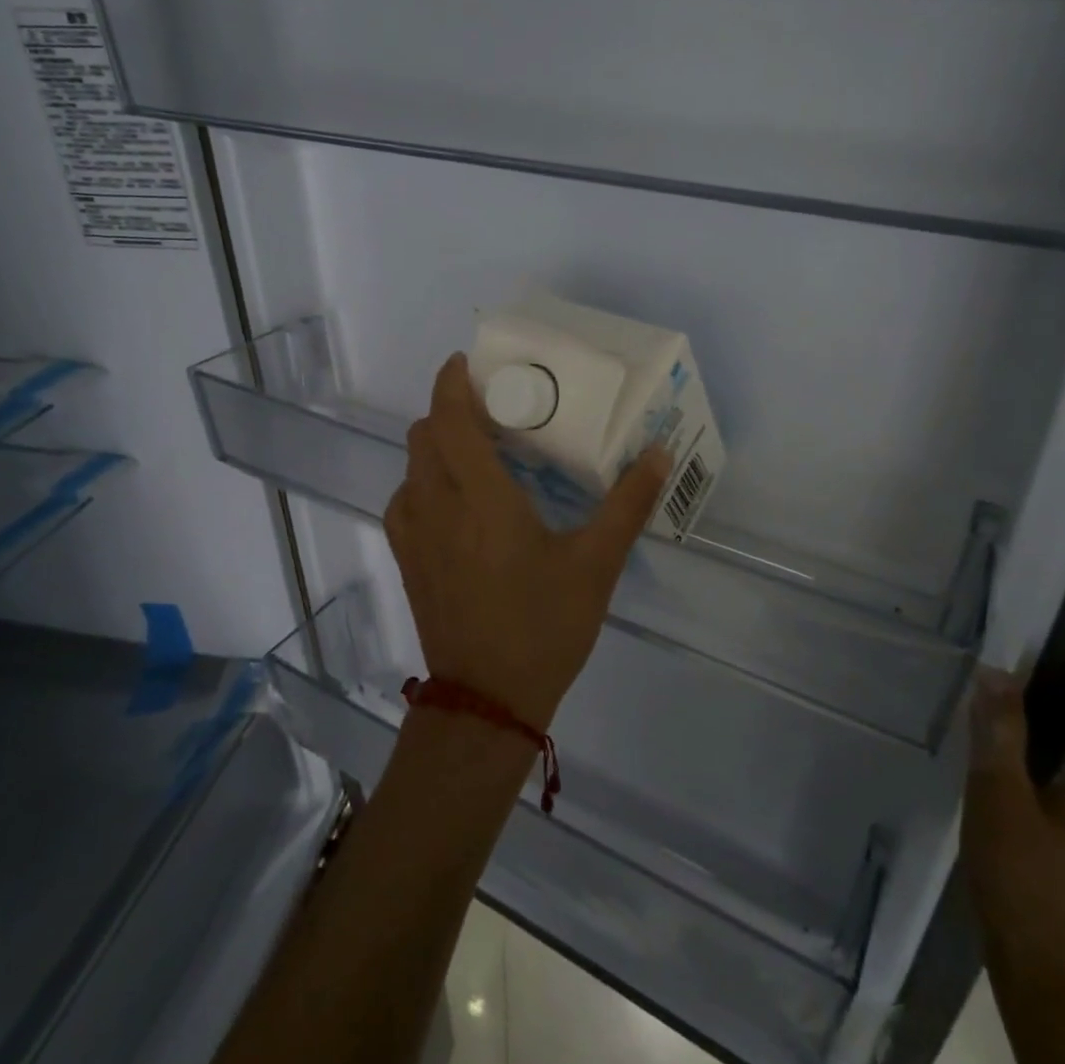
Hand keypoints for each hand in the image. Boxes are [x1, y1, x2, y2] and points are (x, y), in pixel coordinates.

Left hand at [383, 353, 671, 730]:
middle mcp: (435, 506)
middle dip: (449, 411)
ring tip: (476, 453)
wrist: (487, 700)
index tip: (467, 363)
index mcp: (480, 498)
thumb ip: (627, 504)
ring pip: (411, 467)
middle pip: (424, 435)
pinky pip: (404, 500)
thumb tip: (659, 454)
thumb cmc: (543, 627)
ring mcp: (413, 535)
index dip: (451, 382)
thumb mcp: (596, 565)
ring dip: (436, 446)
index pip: (449, 419)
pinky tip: (457, 503)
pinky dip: (424, 482)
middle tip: (491, 412)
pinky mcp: (407, 560)